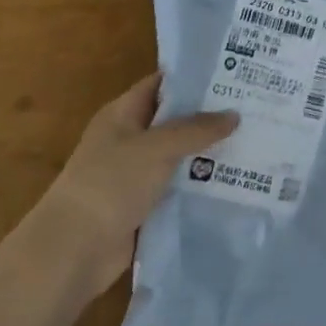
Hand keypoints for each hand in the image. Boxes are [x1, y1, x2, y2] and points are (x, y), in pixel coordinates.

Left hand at [33, 74, 237, 298]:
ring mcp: (135, 174)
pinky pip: (178, 186)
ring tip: (254, 141)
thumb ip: (197, 129)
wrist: (72, 252)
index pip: (161, 84)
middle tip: (253, 107)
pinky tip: (234, 179)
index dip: (194, 77)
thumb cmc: (110, 184)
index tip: (233, 73)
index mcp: (122, 115)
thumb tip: (234, 115)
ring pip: (180, 155)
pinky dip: (201, 184)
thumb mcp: (157, 147)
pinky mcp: (144, 205)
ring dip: (209, 152)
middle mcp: (128, 140)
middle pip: (174, 120)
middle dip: (210, 116)